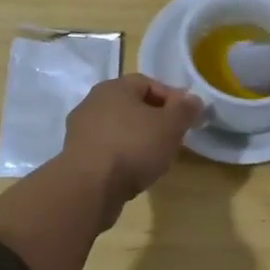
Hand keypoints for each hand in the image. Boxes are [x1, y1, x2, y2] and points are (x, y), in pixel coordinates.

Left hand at [61, 74, 204, 222]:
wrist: (88, 187)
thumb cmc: (133, 147)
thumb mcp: (170, 126)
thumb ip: (185, 109)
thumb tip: (193, 100)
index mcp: (114, 87)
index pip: (148, 82)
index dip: (172, 98)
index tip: (187, 118)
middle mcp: (93, 102)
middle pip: (132, 105)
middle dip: (155, 119)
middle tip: (173, 137)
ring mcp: (80, 130)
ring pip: (119, 128)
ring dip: (138, 139)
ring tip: (155, 158)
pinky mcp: (75, 156)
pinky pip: (107, 149)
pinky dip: (122, 156)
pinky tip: (133, 172)